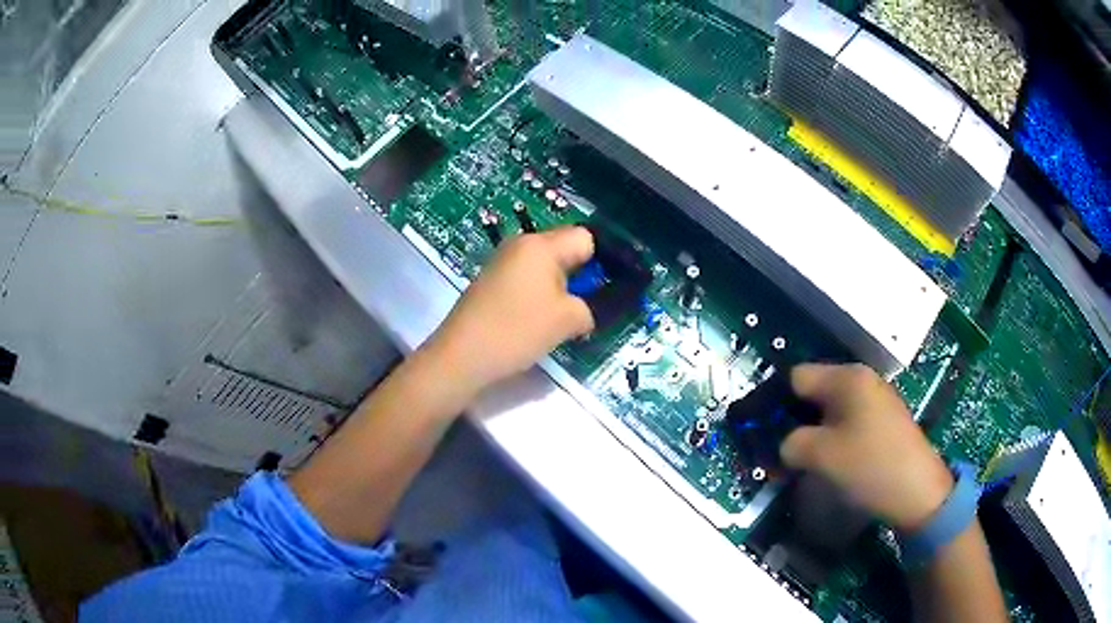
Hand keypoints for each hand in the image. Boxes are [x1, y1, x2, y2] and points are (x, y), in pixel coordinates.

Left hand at [421, 226, 595, 400]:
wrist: (461, 356)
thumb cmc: (517, 330)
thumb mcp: (567, 321)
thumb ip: (589, 309)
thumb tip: (585, 311)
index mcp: (540, 245)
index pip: (584, 238)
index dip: (600, 261)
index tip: (603, 289)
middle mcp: (520, 245)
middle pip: (563, 250)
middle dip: (580, 276)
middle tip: (584, 307)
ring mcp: (502, 262)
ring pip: (545, 268)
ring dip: (558, 289)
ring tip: (559, 319)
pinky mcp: (491, 282)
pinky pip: (526, 280)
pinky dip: (537, 296)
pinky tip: (535, 322)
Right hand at [780, 364, 953, 530]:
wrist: (919, 491)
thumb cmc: (869, 465)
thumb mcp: (821, 456)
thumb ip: (791, 444)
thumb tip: (785, 445)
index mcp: (847, 378)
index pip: (797, 377)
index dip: (777, 403)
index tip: (765, 433)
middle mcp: (862, 380)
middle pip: (815, 392)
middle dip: (795, 421)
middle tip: (783, 454)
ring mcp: (876, 400)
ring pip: (831, 410)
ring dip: (814, 433)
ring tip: (806, 463)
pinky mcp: (884, 421)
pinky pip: (848, 422)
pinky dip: (834, 439)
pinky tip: (834, 463)